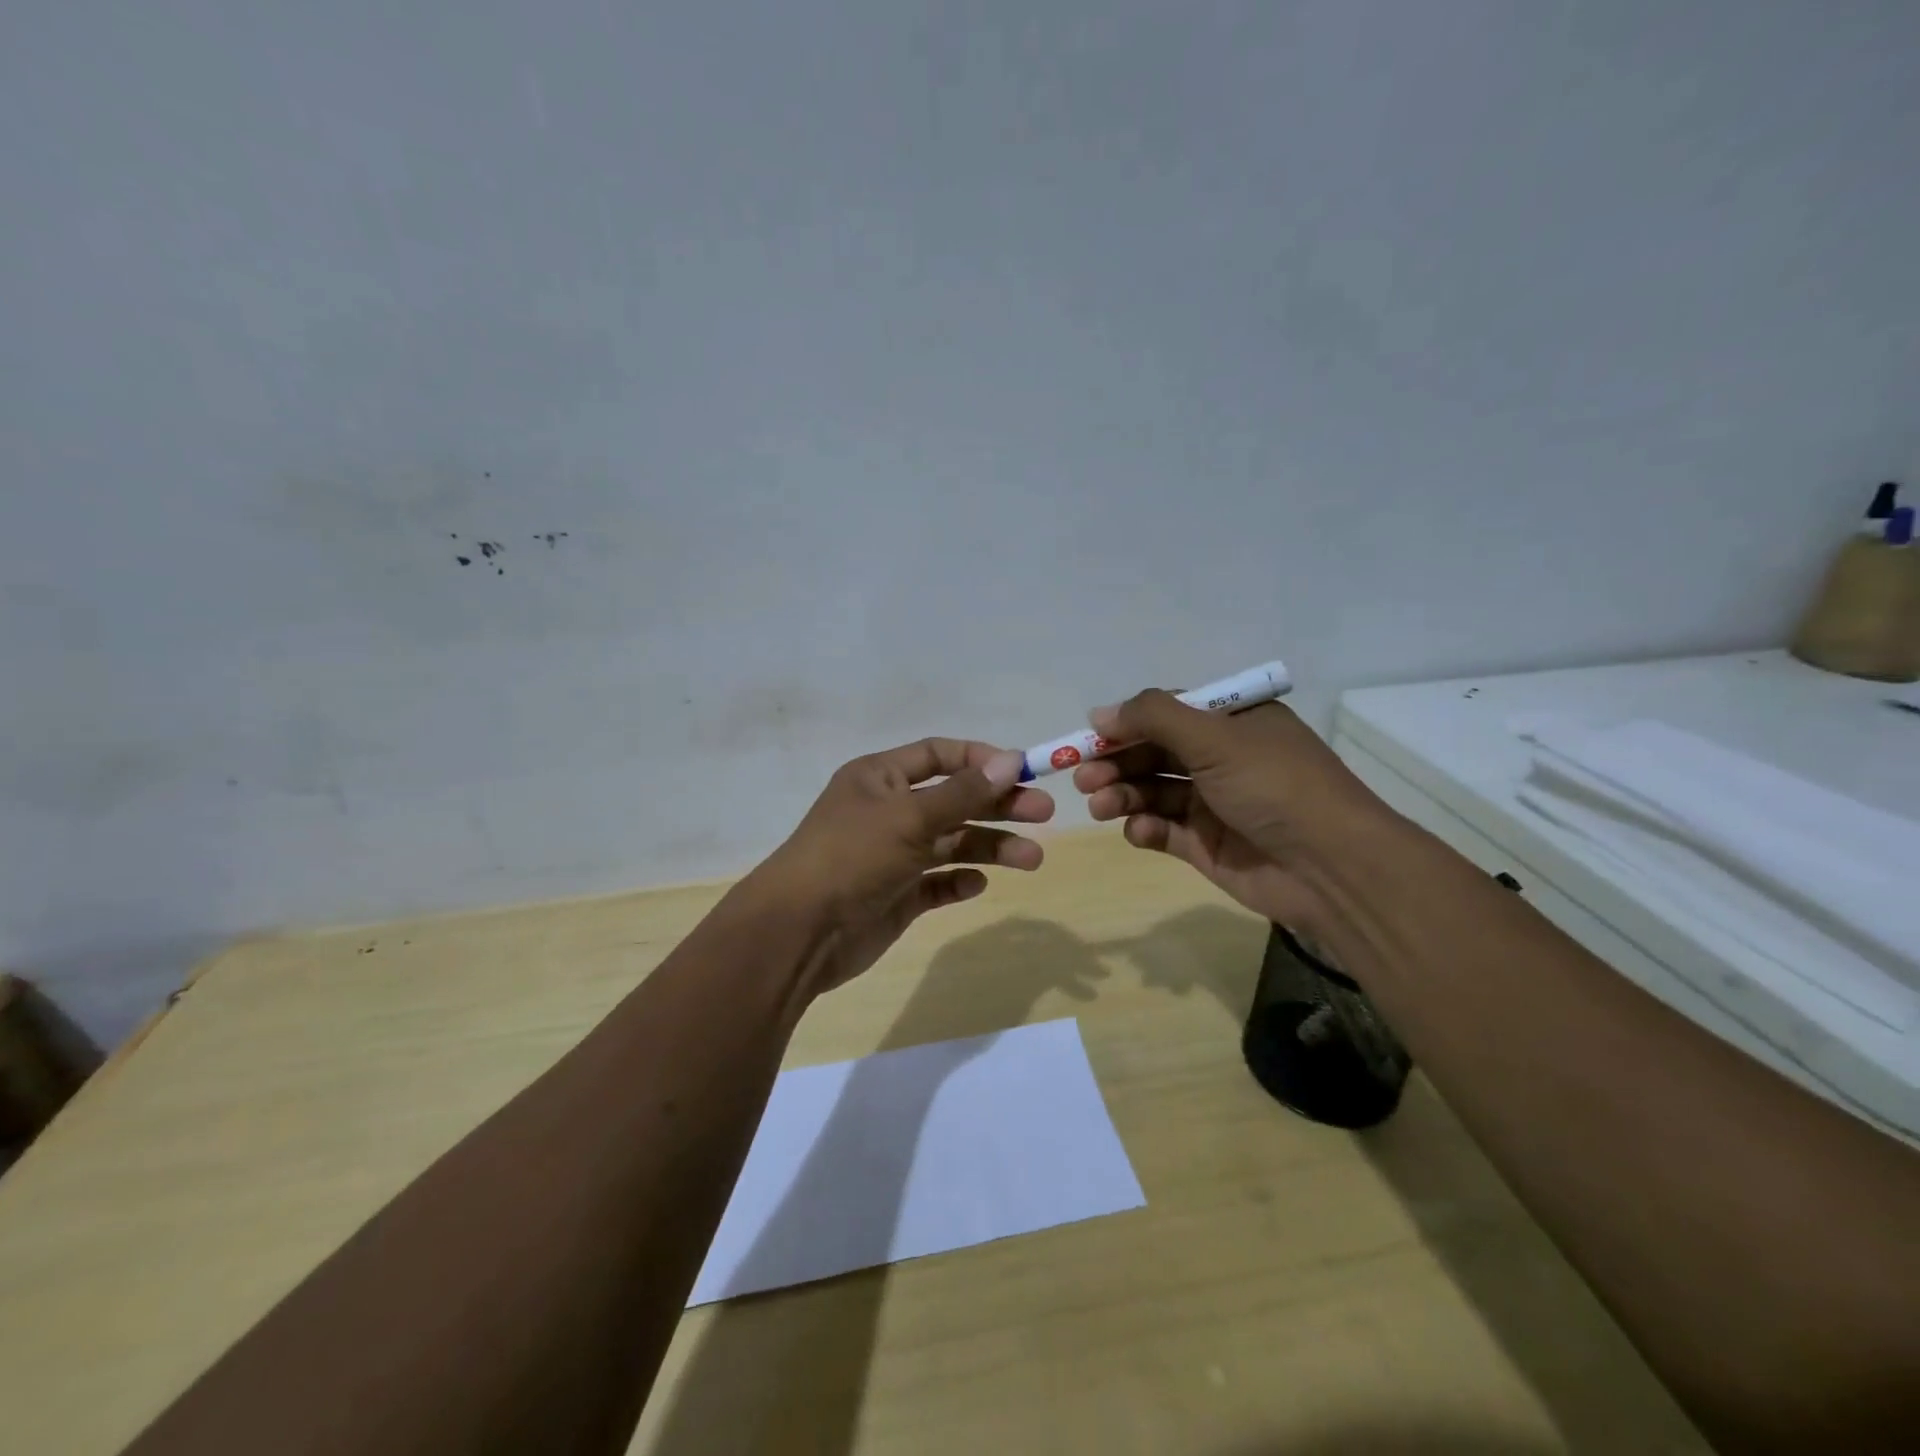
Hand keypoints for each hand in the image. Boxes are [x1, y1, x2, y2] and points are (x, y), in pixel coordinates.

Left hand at [742, 738, 1054, 994]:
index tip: (1022, 770)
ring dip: (991, 847)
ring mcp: (893, 854)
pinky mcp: (897, 894)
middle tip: (1044, 813)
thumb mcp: (908, 816)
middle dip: (998, 805)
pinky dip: (959, 881)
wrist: (800, 932)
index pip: (938, 755)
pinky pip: (937, 882)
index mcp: (880, 778)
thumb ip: (962, 792)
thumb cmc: (852, 856)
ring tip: (1032, 859)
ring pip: (952, 843)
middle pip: (954, 799)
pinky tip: (977, 885)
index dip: (981, 759)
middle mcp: (888, 811)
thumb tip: (1010, 761)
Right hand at [1072, 690, 1405, 936]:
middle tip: (1082, 777)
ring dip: (1121, 795)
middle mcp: (1222, 759)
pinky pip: (1163, 830)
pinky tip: (1139, 831)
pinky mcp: (1206, 845)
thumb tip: (1099, 713)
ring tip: (1099, 805)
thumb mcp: (1215, 737)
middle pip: (1153, 753)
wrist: (1330, 868)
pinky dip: (1145, 828)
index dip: (1126, 723)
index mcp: (1233, 723)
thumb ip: (1153, 718)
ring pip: (1152, 792)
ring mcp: (1213, 804)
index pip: (1167, 714)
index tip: (1089, 736)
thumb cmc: (1273, 786)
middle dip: (1116, 763)